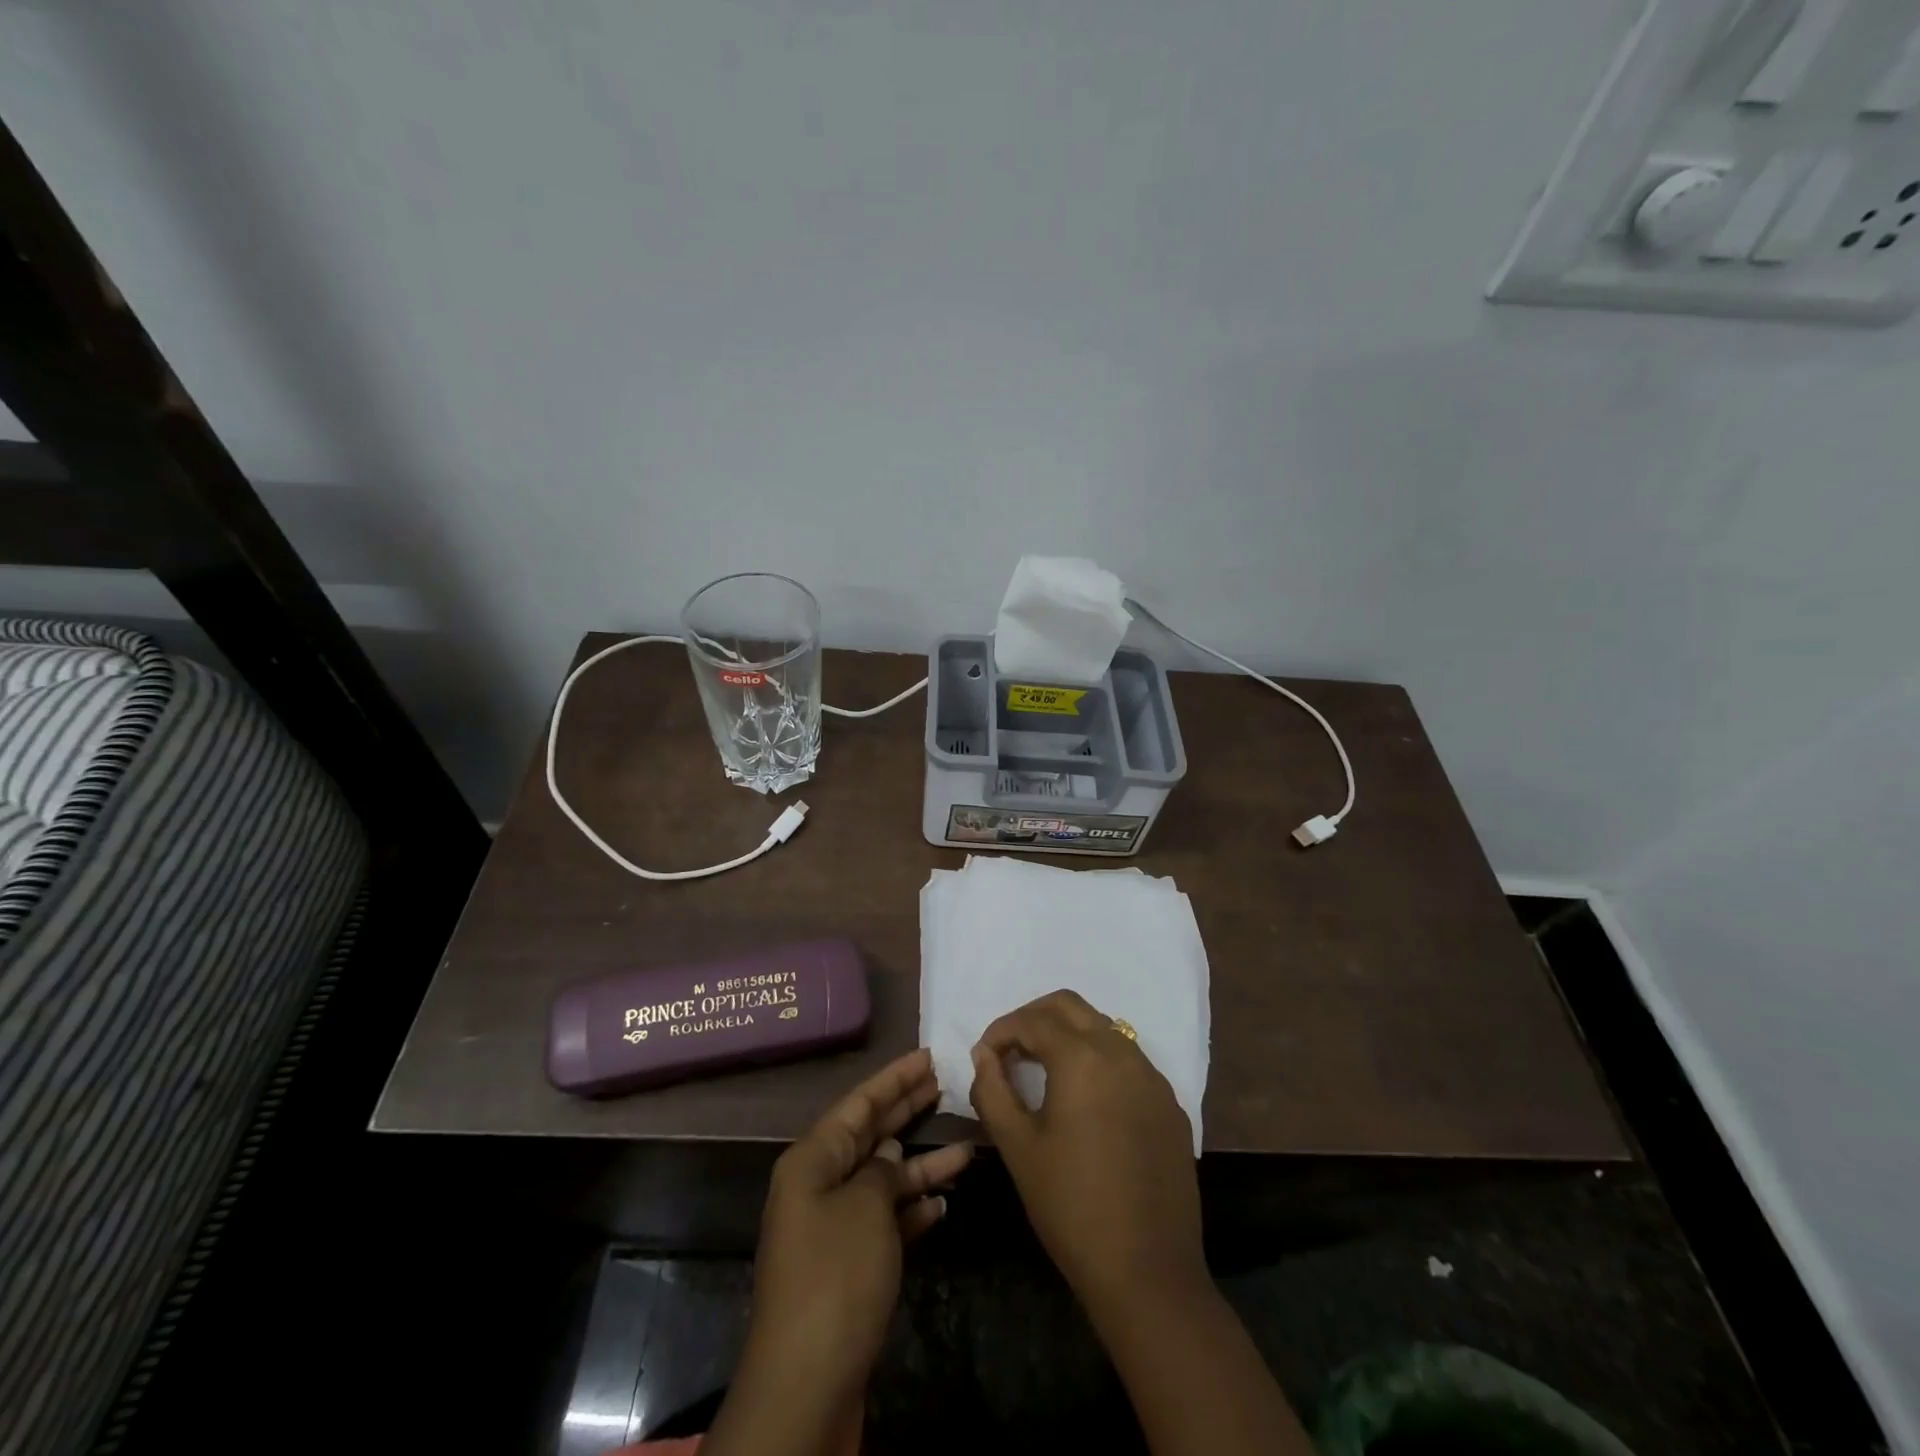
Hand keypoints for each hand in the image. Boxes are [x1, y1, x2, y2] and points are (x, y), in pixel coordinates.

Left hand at [718, 1048, 972, 1451]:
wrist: (806, 1387)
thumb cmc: (835, 1278)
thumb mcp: (865, 1208)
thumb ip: (883, 1172)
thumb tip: (890, 1157)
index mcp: (812, 1161)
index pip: (858, 1104)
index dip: (894, 1078)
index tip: (928, 1056)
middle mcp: (819, 1186)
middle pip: (869, 1136)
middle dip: (907, 1111)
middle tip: (946, 1084)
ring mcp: (833, 1228)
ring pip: (883, 1180)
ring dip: (921, 1167)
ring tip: (967, 1149)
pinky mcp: (849, 1268)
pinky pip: (885, 1222)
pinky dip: (912, 1211)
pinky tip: (943, 1204)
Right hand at [969, 990, 1204, 1316]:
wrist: (1148, 1272)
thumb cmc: (1070, 1206)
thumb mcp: (1017, 1147)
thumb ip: (993, 1090)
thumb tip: (983, 1055)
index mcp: (1082, 1058)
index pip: (1032, 1020)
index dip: (1001, 1030)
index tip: (983, 1055)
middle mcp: (1122, 1053)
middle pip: (1071, 1006)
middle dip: (1034, 1016)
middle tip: (1011, 1048)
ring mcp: (1153, 1077)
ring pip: (1104, 1028)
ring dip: (1069, 1035)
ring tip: (1044, 1070)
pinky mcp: (1170, 1104)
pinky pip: (1129, 1061)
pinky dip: (1100, 1061)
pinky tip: (1086, 1100)